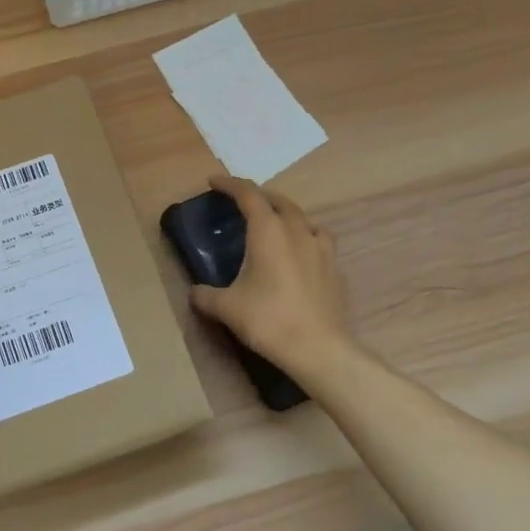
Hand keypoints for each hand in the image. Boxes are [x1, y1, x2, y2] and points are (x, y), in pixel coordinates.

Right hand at [189, 174, 350, 376]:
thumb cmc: (268, 319)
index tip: (214, 182)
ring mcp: (320, 248)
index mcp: (268, 231)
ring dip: (285, 213)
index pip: (248, 195)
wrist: (319, 348)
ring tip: (273, 224)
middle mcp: (296, 231)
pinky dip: (304, 236)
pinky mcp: (334, 268)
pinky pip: (318, 239)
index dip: (230, 185)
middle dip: (258, 196)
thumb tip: (195, 292)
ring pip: (302, 217)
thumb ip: (205, 296)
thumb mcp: (226, 308)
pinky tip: (299, 251)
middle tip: (241, 202)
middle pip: (278, 200)